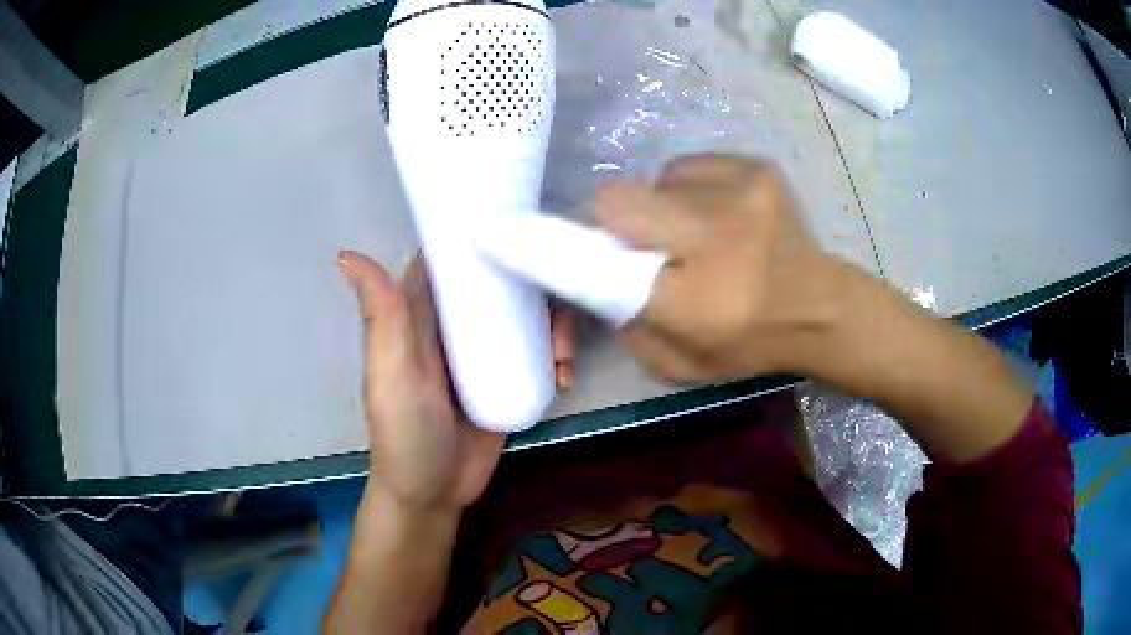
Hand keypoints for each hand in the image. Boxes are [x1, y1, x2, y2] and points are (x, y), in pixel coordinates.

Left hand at [338, 252, 575, 515]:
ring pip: (527, 311)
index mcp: (422, 313)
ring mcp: (486, 349)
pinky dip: (557, 354)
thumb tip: (347, 254)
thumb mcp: (390, 375)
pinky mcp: (510, 375)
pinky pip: (540, 348)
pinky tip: (564, 377)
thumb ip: (382, 317)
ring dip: (554, 323)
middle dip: (537, 287)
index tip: (522, 225)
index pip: (452, 257)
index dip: (482, 235)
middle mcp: (455, 323)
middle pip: (501, 279)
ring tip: (564, 358)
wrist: (435, 494)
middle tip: (557, 322)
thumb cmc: (404, 434)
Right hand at [597, 155, 841, 381]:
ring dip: (661, 206)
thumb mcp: (678, 362)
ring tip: (693, 232)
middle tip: (641, 243)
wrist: (820, 308)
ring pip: (656, 181)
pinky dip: (689, 189)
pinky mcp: (757, 167)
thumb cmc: (748, 343)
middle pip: (618, 199)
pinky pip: (688, 167)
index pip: (604, 260)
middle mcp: (719, 236)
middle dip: (618, 221)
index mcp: (697, 300)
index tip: (581, 252)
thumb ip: (627, 324)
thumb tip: (595, 271)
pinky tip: (717, 214)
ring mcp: (742, 193)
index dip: (582, 251)